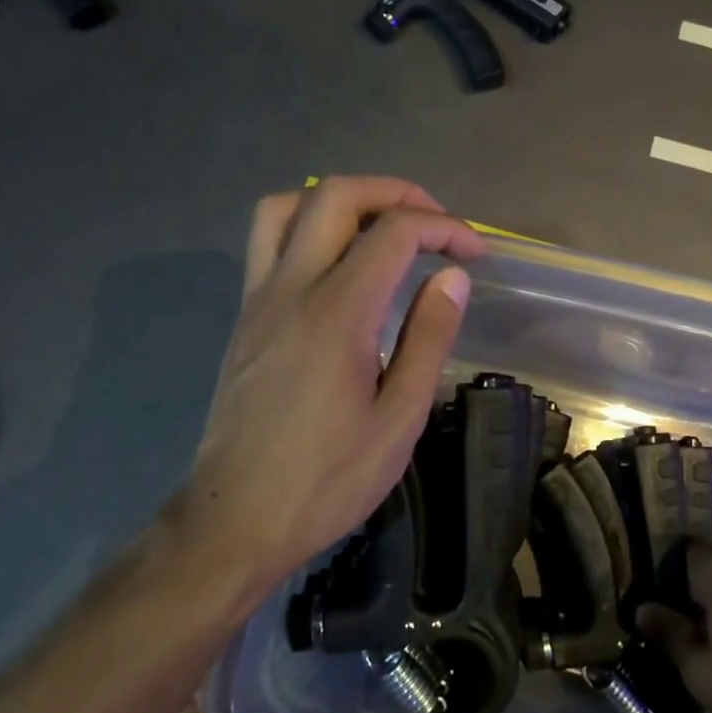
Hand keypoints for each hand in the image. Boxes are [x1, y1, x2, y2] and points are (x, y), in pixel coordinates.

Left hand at [180, 176, 484, 590]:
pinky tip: (337, 265)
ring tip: (380, 227)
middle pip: (336, 195)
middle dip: (395, 193)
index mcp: (338, 313)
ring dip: (340, 200)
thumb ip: (428, 338)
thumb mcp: (398, 419)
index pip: (394, 232)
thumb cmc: (327, 479)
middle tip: (434, 223)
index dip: (445, 228)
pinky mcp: (244, 317)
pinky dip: (307, 225)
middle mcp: (291, 288)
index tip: (476, 253)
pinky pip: (267, 242)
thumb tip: (451, 278)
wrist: (235, 520)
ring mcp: (259, 299)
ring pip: (287, 206)